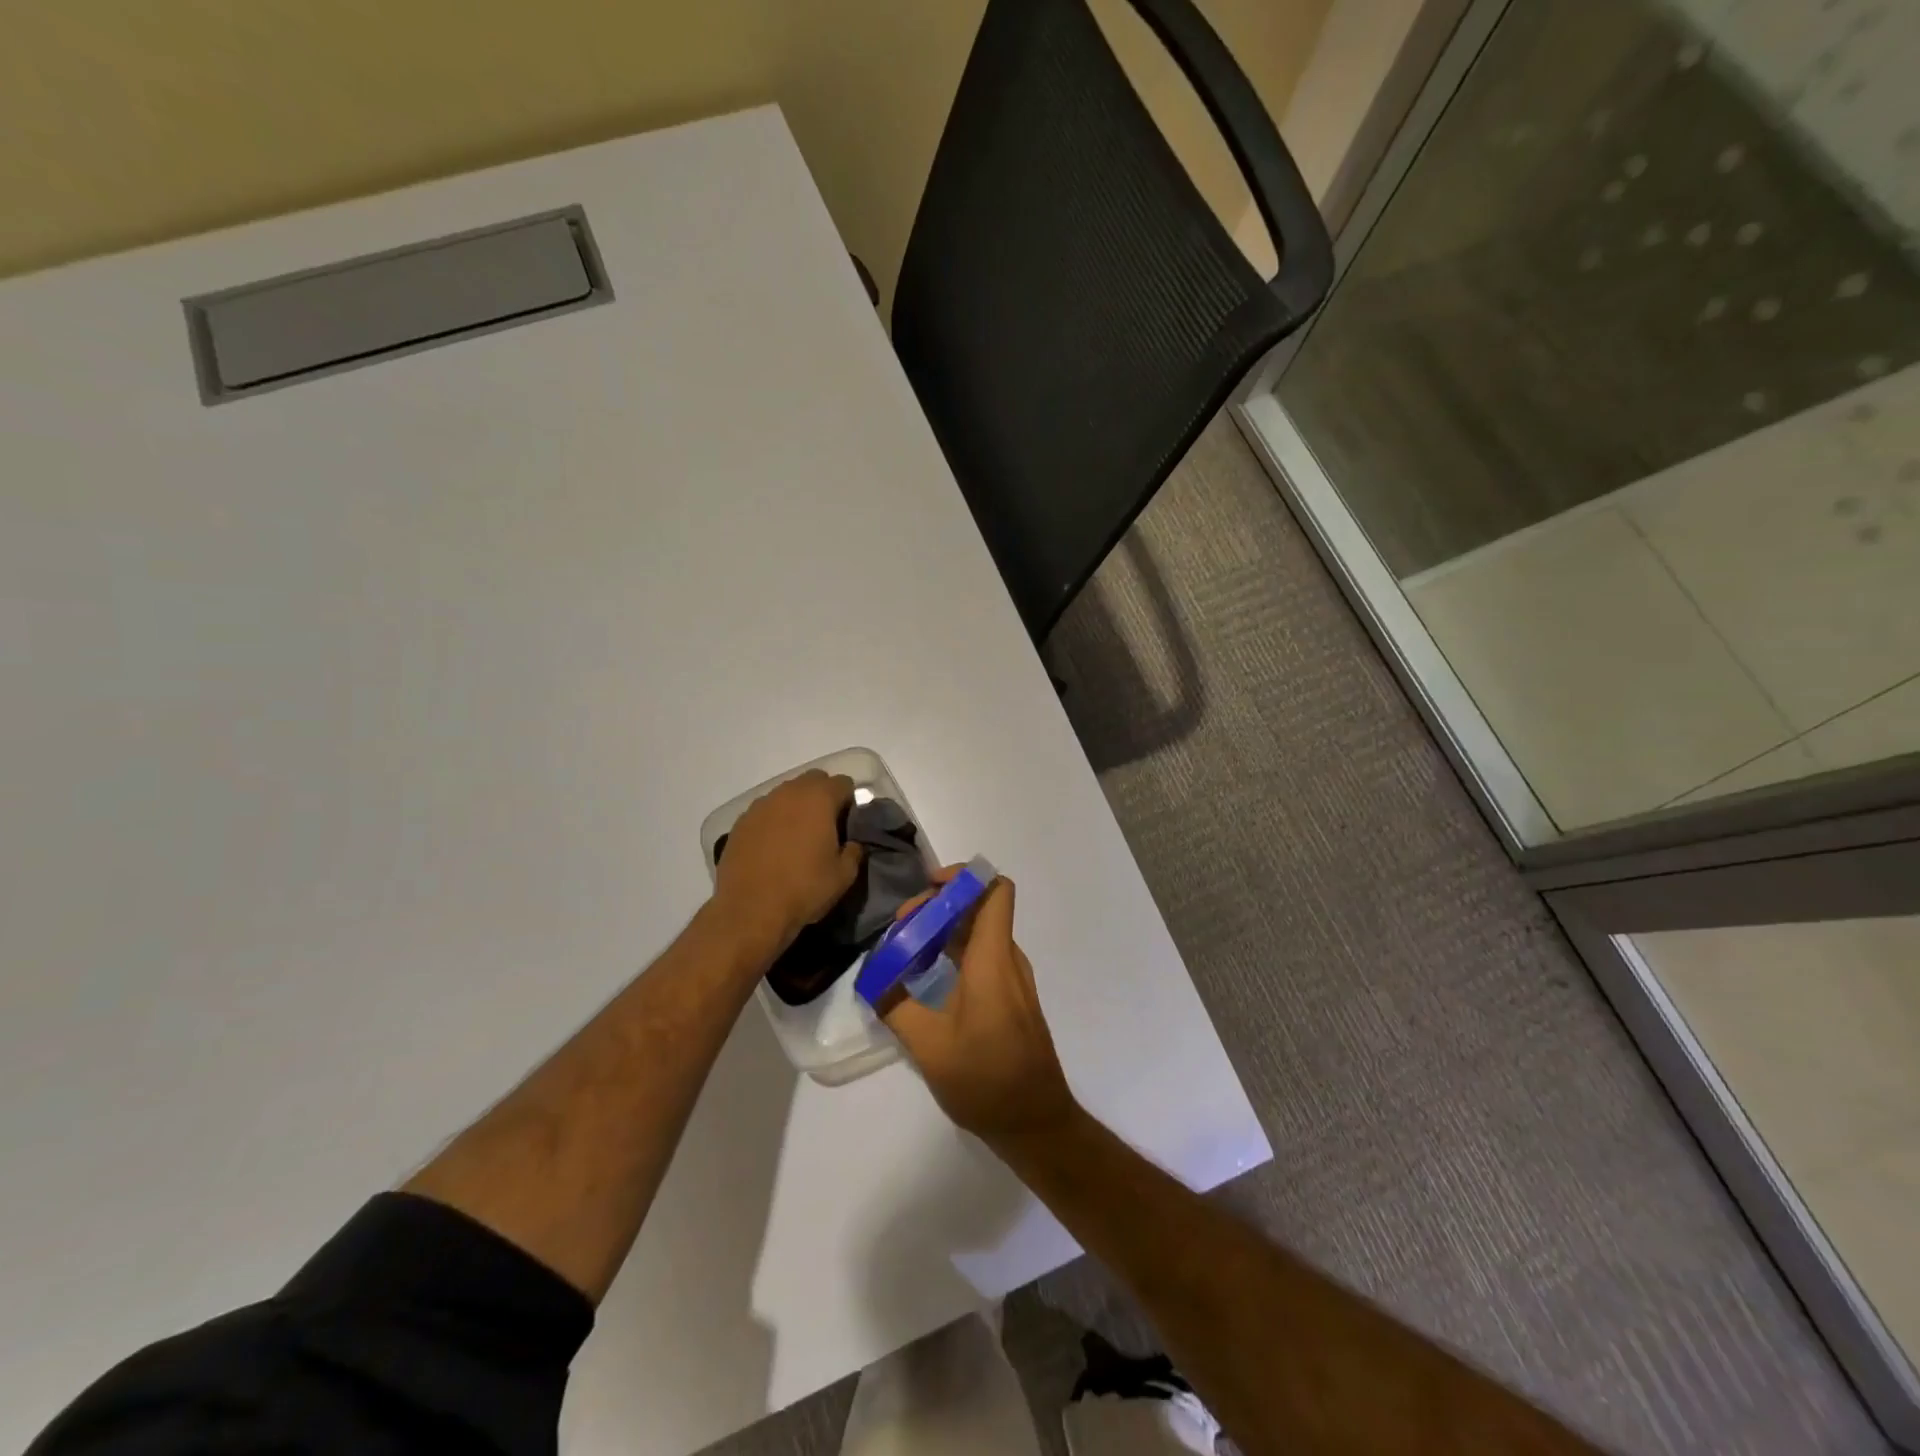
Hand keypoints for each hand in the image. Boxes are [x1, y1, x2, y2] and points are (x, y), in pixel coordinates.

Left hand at [713, 770, 863, 951]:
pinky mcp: (740, 823)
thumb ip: (855, 851)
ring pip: (786, 794)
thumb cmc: (804, 889)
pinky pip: (765, 812)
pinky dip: (774, 821)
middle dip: (823, 796)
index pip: (843, 783)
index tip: (848, 824)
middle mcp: (788, 793)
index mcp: (818, 799)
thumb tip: (852, 842)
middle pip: (813, 780)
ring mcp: (760, 806)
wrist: (750, 911)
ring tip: (797, 837)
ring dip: (796, 807)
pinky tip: (773, 847)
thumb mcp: (844, 876)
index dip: (850, 801)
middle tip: (826, 826)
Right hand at [880, 869, 1077, 1145]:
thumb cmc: (985, 1080)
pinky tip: (926, 978)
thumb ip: (894, 1005)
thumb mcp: (928, 1046)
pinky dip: (955, 952)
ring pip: (980, 933)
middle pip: (980, 908)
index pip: (995, 891)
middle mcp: (1008, 960)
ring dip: (945, 930)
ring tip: (906, 951)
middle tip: (902, 928)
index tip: (927, 889)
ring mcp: (1013, 979)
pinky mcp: (1011, 997)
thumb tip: (872, 978)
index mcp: (993, 960)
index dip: (964, 877)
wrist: (1036, 1122)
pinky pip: (984, 956)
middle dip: (939, 906)